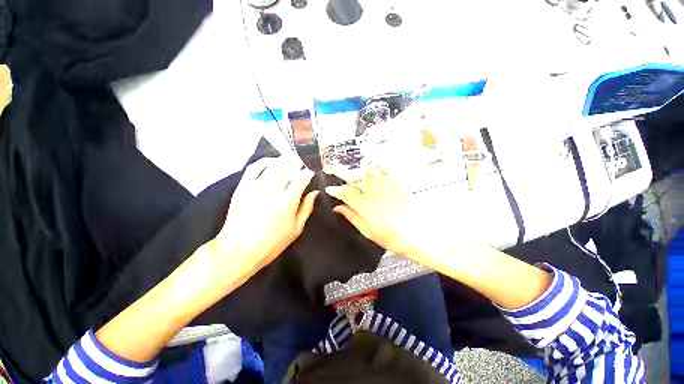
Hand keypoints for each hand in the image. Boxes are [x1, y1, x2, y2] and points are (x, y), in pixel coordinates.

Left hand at [217, 157, 318, 277]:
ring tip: (288, 159)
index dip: (308, 173)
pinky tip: (270, 162)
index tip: (310, 173)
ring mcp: (257, 186)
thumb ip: (307, 208)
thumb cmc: (272, 243)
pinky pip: (254, 167)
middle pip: (288, 168)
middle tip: (300, 163)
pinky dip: (264, 161)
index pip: (302, 178)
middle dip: (296, 163)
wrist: (239, 249)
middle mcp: (274, 189)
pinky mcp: (243, 186)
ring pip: (273, 165)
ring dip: (283, 160)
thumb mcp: (296, 229)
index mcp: (289, 200)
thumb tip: (315, 193)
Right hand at [325, 165, 436, 261]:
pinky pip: (385, 170)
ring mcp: (387, 185)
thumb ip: (352, 217)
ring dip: (361, 174)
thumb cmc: (396, 238)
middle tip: (344, 186)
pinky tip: (376, 173)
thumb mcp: (369, 232)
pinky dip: (377, 169)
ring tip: (360, 179)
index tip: (330, 189)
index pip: (344, 192)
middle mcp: (374, 191)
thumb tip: (339, 208)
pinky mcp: (398, 183)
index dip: (335, 190)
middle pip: (355, 180)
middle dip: (347, 182)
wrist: (423, 235)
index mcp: (365, 205)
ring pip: (369, 171)